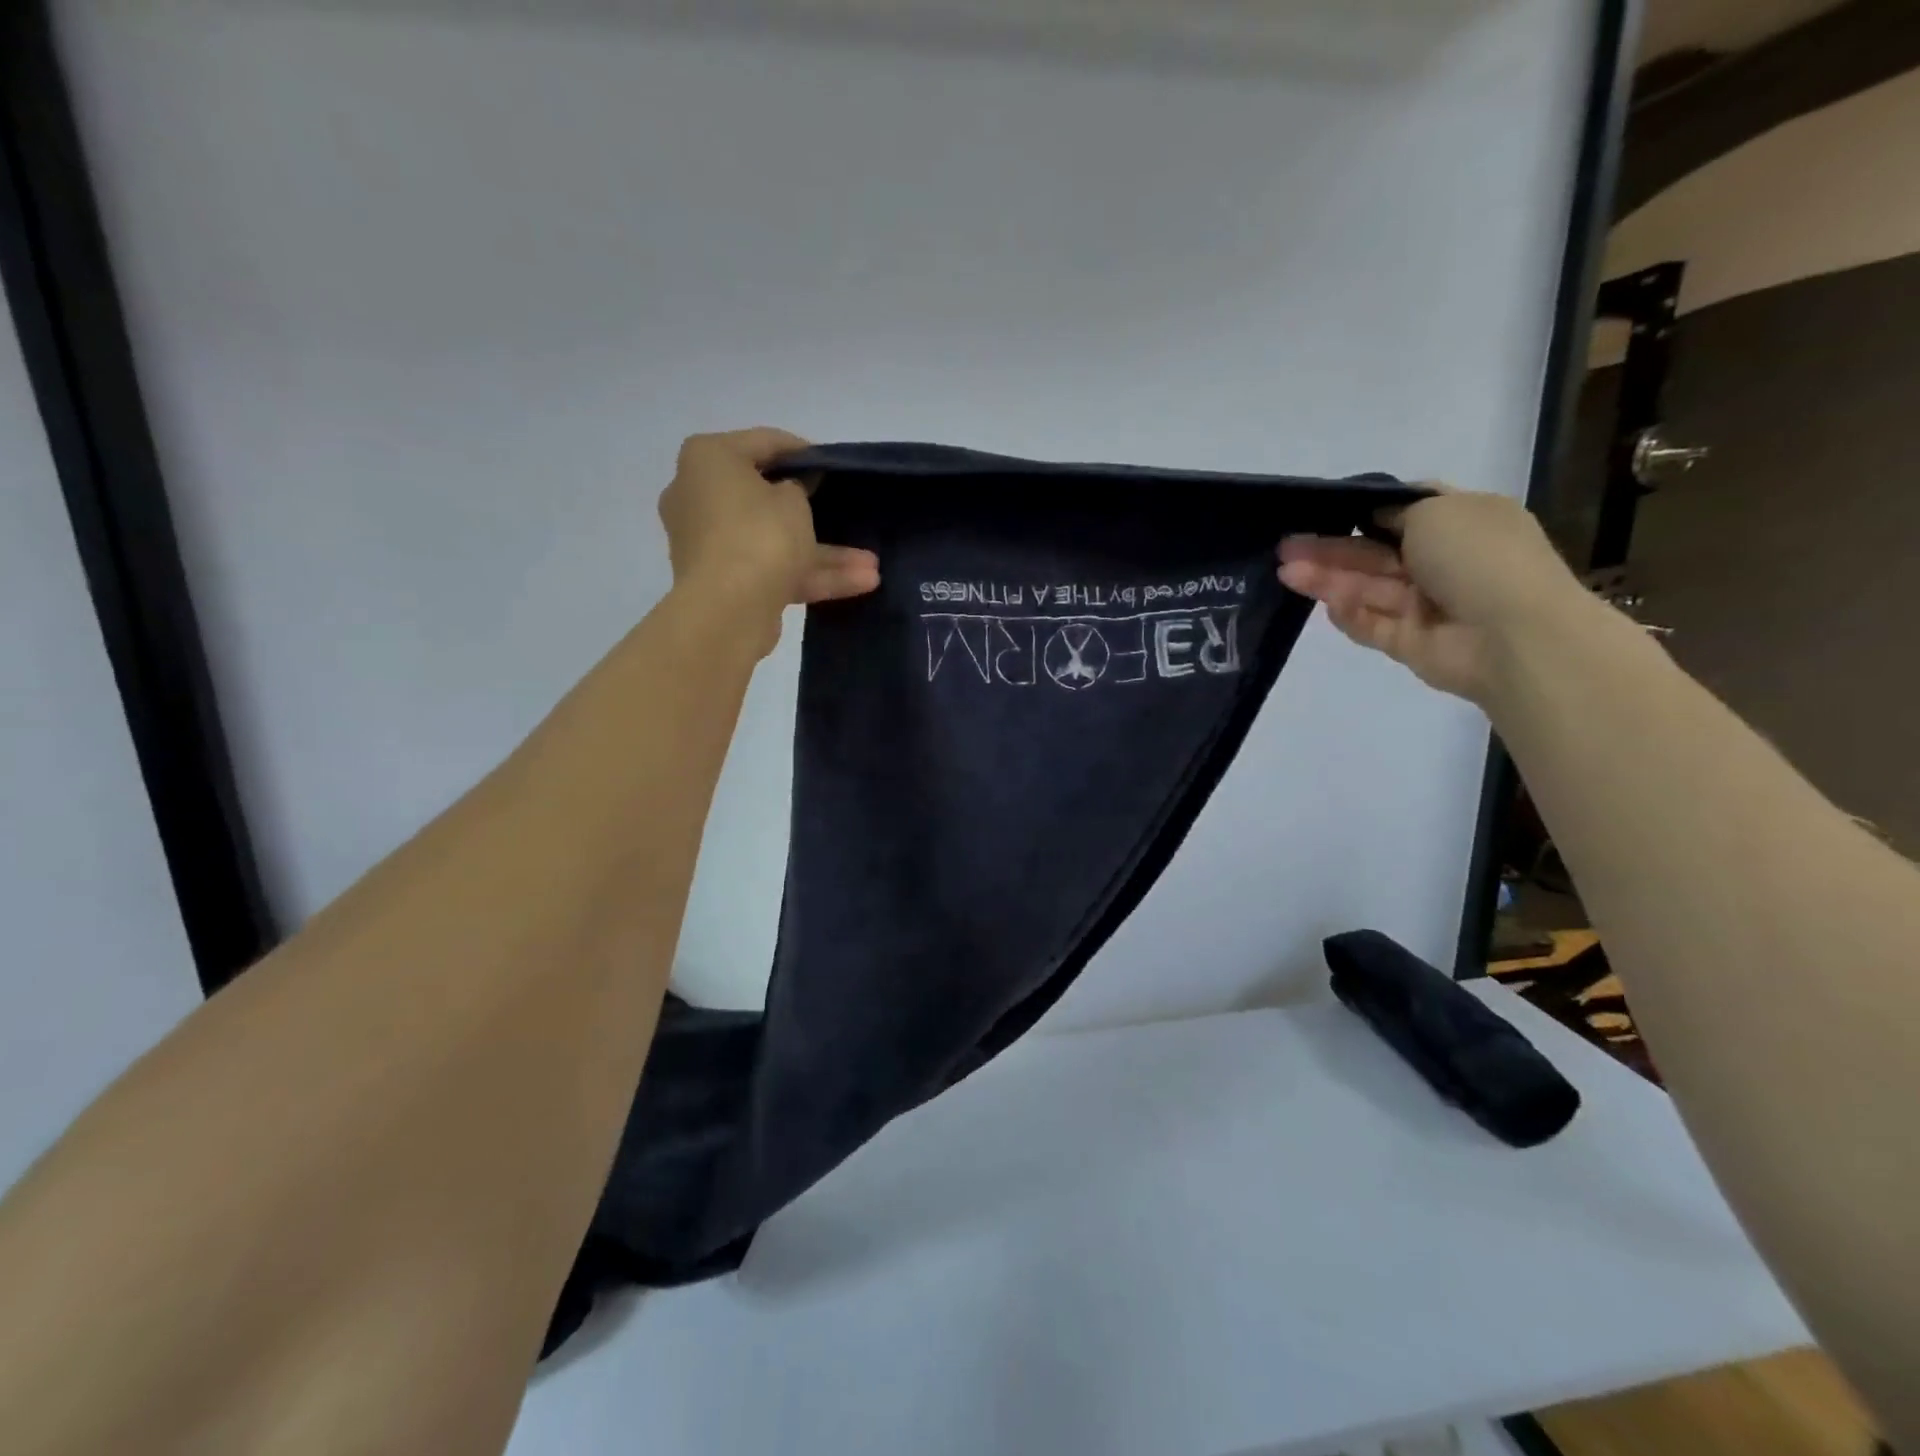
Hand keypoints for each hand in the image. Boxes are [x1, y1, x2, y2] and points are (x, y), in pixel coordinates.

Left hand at [658, 428, 880, 652]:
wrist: (726, 610)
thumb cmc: (758, 534)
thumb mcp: (793, 499)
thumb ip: (797, 488)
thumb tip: (789, 493)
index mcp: (708, 460)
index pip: (763, 443)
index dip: (803, 451)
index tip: (833, 465)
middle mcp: (699, 496)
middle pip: (765, 497)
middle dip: (815, 511)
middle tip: (846, 512)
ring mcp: (710, 544)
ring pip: (775, 541)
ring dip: (824, 553)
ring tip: (872, 564)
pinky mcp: (724, 583)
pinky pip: (772, 570)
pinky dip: (810, 575)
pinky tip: (860, 584)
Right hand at [1276, 488, 1587, 702]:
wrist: (1514, 636)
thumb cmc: (1480, 558)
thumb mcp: (1438, 510)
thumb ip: (1396, 511)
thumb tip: (1373, 517)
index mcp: (1462, 523)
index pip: (1405, 512)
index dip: (1363, 510)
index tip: (1321, 511)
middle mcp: (1443, 562)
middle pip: (1374, 553)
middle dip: (1330, 548)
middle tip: (1285, 547)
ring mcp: (1426, 605)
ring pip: (1367, 588)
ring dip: (1328, 579)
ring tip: (1286, 573)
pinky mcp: (1409, 642)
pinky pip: (1372, 625)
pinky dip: (1350, 614)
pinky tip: (1326, 605)